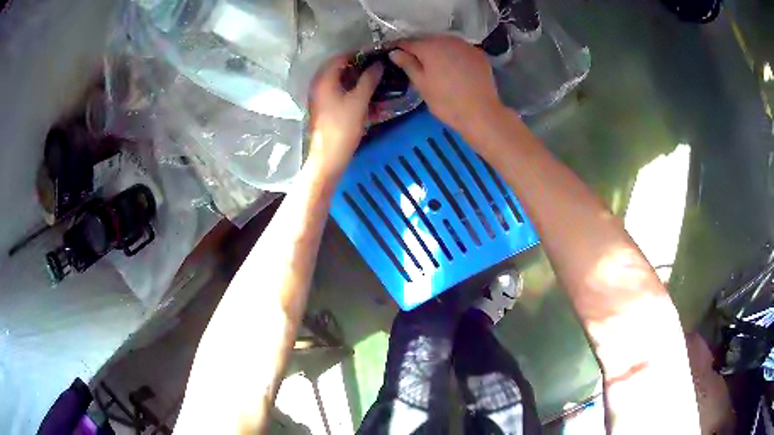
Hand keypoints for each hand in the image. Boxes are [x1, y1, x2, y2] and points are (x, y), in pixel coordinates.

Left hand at [307, 54, 382, 178]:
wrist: (329, 157)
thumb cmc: (343, 127)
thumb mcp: (359, 100)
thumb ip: (369, 79)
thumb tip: (379, 64)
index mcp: (324, 79)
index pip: (341, 57)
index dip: (359, 54)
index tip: (377, 56)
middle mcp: (319, 85)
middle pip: (340, 68)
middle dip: (360, 67)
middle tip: (379, 68)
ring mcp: (321, 97)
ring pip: (341, 82)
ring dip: (358, 80)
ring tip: (377, 81)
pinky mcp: (325, 108)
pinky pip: (340, 93)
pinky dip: (353, 92)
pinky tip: (369, 96)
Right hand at [389, 36, 503, 134]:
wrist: (481, 113)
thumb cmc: (446, 102)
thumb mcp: (422, 84)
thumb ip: (408, 64)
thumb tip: (394, 52)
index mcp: (429, 47)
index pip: (407, 42)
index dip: (398, 48)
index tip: (392, 53)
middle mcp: (447, 40)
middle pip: (428, 40)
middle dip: (419, 49)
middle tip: (414, 62)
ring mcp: (465, 46)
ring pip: (445, 43)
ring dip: (438, 51)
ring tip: (434, 65)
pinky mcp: (479, 54)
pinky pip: (460, 50)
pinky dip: (454, 55)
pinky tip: (454, 68)